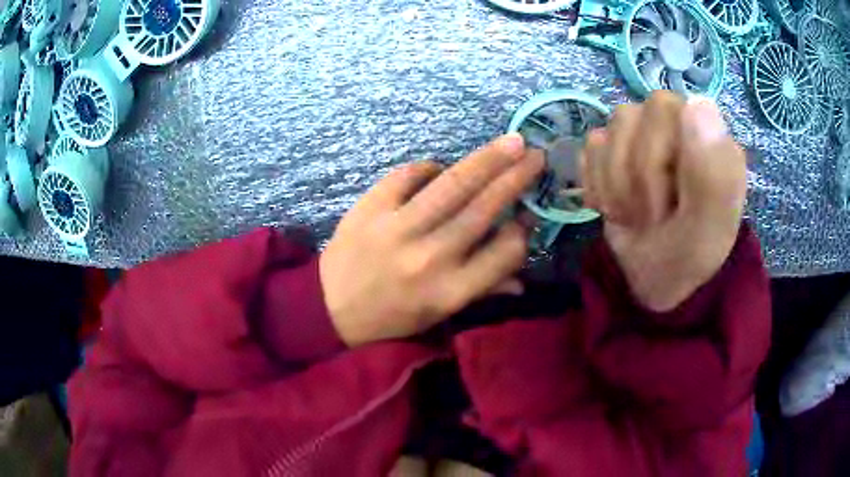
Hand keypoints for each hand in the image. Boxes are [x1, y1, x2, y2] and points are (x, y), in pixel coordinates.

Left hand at [320, 134, 543, 345]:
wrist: (329, 308)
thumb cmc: (391, 317)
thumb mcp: (439, 314)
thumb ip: (483, 291)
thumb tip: (523, 277)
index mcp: (450, 291)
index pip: (504, 253)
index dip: (522, 231)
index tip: (527, 216)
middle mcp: (430, 258)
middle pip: (483, 209)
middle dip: (516, 179)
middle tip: (536, 155)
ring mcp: (397, 230)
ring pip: (453, 185)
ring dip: (487, 159)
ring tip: (512, 142)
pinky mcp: (370, 208)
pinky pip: (408, 175)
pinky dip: (428, 167)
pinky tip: (438, 168)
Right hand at [581, 92, 746, 311]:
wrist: (657, 281)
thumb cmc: (690, 256)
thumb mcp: (708, 227)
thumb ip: (713, 171)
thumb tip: (699, 103)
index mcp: (707, 134)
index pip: (662, 109)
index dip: (654, 158)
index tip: (667, 201)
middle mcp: (675, 124)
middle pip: (627, 117)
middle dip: (633, 176)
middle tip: (651, 214)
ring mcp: (643, 136)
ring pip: (604, 134)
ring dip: (615, 187)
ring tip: (636, 215)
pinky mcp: (616, 151)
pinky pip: (590, 150)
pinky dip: (598, 186)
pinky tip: (618, 207)